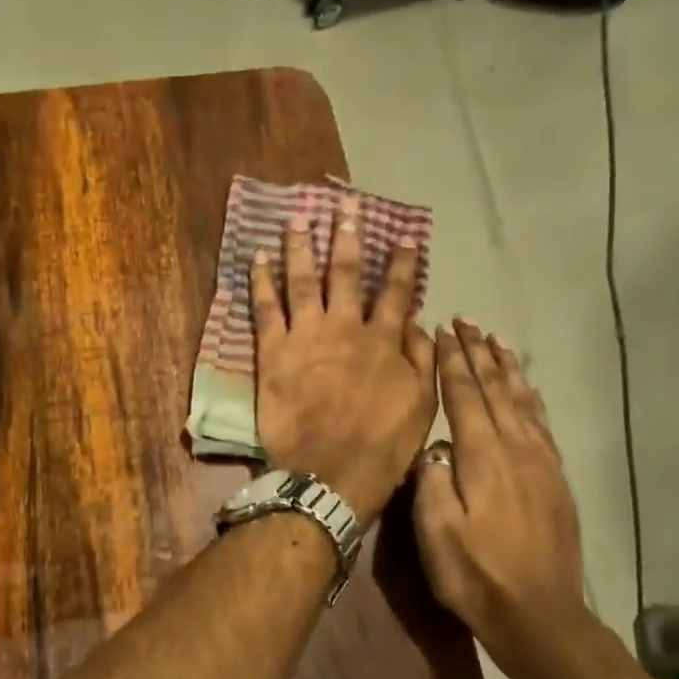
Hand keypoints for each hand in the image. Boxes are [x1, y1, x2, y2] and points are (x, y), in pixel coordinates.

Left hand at [252, 199, 435, 524]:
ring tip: (297, 217)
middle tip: (343, 206)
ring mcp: (306, 336)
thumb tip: (419, 323)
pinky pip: (265, 308)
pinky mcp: (273, 352)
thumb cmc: (381, 446)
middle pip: (345, 273)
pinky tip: (256, 256)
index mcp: (383, 341)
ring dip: (300, 246)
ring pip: (303, 280)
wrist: (330, 472)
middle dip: (346, 236)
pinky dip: (260, 280)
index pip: (396, 292)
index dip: (400, 262)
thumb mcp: (422, 405)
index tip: (402, 235)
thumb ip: (422, 360)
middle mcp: (346, 328)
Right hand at [412, 320, 591, 675]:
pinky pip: (542, 425)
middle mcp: (517, 451)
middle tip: (466, 321)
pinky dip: (531, 398)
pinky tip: (526, 390)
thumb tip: (431, 446)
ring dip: (507, 369)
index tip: (441, 331)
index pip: (465, 397)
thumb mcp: (437, 531)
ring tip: (495, 341)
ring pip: (523, 402)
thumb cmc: (476, 574)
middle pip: (497, 390)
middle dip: (478, 353)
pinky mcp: (555, 481)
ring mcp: (542, 465)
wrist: (538, 615)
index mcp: (484, 458)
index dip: (452, 362)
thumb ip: (431, 481)